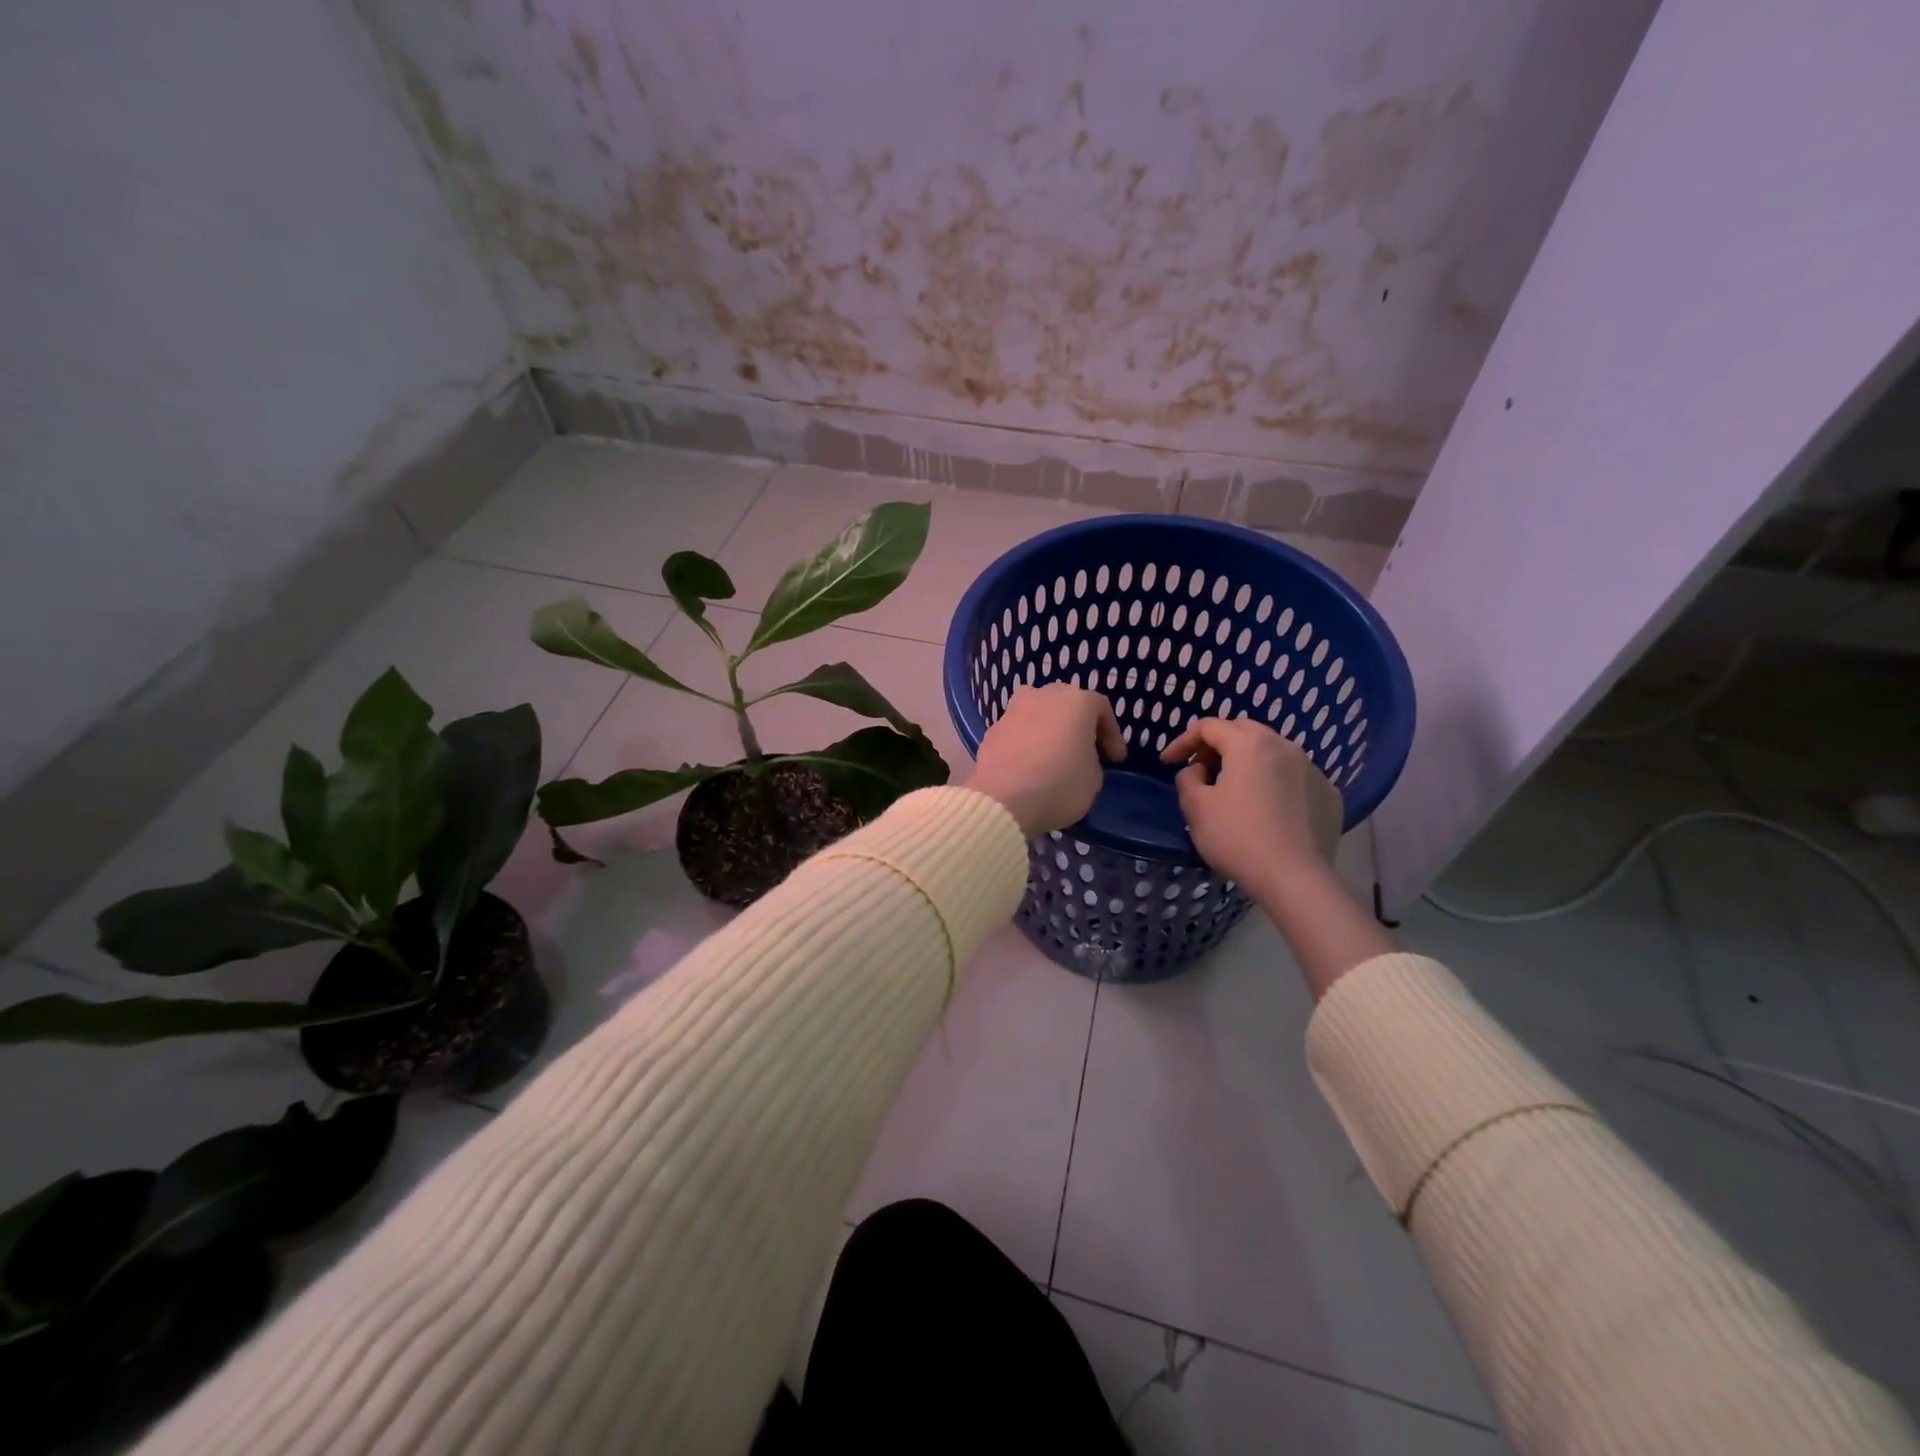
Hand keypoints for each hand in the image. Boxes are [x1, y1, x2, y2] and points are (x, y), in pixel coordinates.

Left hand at [969, 684, 1125, 835]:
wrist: (1002, 799)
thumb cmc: (1059, 784)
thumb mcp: (1094, 779)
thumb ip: (1091, 759)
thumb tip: (1078, 758)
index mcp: (1075, 700)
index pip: (1101, 709)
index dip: (1112, 736)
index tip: (1116, 760)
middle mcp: (1042, 695)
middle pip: (1066, 705)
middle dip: (1078, 727)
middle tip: (1085, 752)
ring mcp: (1013, 710)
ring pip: (1038, 715)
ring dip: (1049, 732)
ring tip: (1054, 757)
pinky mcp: (991, 730)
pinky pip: (1018, 732)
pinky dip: (1027, 744)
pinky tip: (1029, 766)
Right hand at [1159, 718, 1343, 888]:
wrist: (1294, 878)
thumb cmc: (1237, 837)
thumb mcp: (1196, 807)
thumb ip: (1188, 779)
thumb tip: (1199, 771)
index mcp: (1249, 744)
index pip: (1208, 727)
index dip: (1183, 741)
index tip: (1167, 762)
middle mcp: (1284, 746)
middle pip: (1244, 731)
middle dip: (1218, 744)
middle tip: (1201, 767)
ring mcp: (1312, 769)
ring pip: (1273, 752)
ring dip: (1248, 762)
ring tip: (1234, 787)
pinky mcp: (1328, 794)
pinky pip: (1295, 778)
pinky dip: (1276, 783)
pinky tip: (1268, 808)